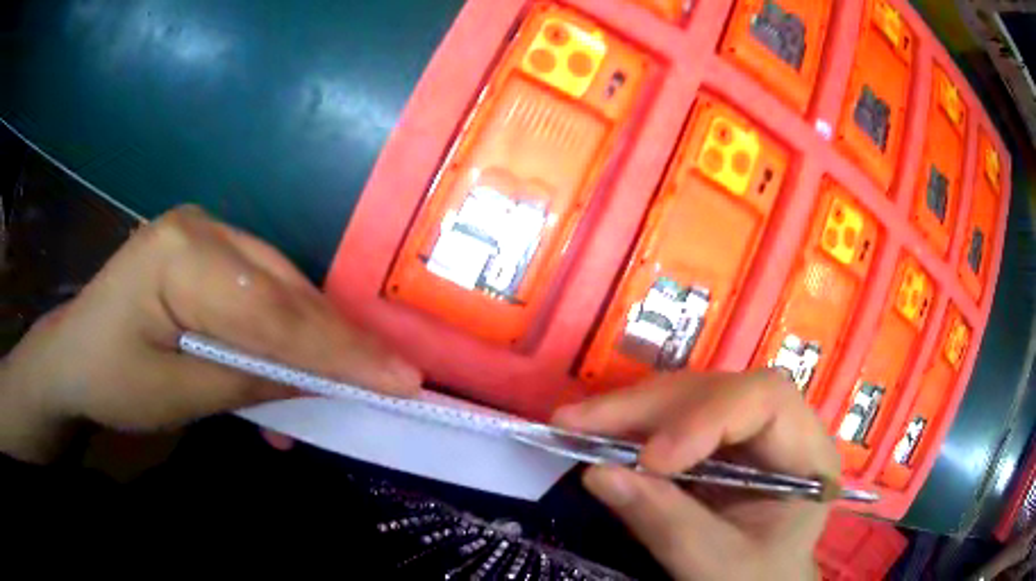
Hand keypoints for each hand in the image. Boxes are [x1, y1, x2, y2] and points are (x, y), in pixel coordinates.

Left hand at [0, 206, 421, 462]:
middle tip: (393, 376)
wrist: (71, 356)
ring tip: (342, 384)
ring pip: (278, 288)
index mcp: (181, 254)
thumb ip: (246, 381)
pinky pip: (258, 292)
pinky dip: (280, 333)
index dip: (338, 351)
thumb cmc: (110, 378)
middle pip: (283, 290)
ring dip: (308, 341)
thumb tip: (314, 381)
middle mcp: (200, 227)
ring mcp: (203, 234)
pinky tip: (289, 369)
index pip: (272, 311)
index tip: (401, 377)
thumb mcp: (176, 395)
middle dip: (336, 340)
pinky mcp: (205, 254)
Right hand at [553, 371, 838, 580]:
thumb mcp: (718, 566)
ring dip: (630, 410)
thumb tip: (597, 473)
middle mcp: (781, 427)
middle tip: (576, 422)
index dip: (706, 417)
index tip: (650, 460)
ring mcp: (747, 432)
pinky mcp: (717, 442)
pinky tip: (598, 434)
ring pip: (690, 396)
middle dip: (648, 407)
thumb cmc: (756, 580)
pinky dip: (631, 427)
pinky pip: (673, 419)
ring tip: (574, 424)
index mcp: (807, 453)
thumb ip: (667, 524)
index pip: (766, 400)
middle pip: (719, 390)